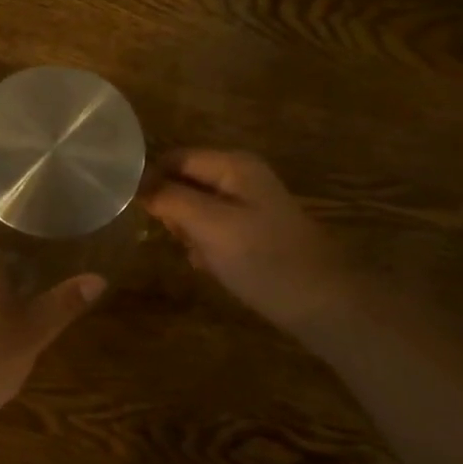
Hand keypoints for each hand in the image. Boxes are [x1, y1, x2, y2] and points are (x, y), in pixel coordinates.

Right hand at [141, 148, 359, 333]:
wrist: (326, 305)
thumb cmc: (265, 260)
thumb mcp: (210, 226)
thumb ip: (171, 199)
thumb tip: (137, 184)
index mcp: (233, 164)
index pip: (174, 157)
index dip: (152, 180)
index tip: (136, 212)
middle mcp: (241, 176)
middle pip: (185, 180)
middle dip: (172, 209)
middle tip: (174, 238)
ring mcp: (249, 204)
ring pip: (196, 207)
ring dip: (188, 231)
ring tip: (196, 256)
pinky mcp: (254, 231)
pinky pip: (214, 228)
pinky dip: (206, 245)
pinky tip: (210, 267)